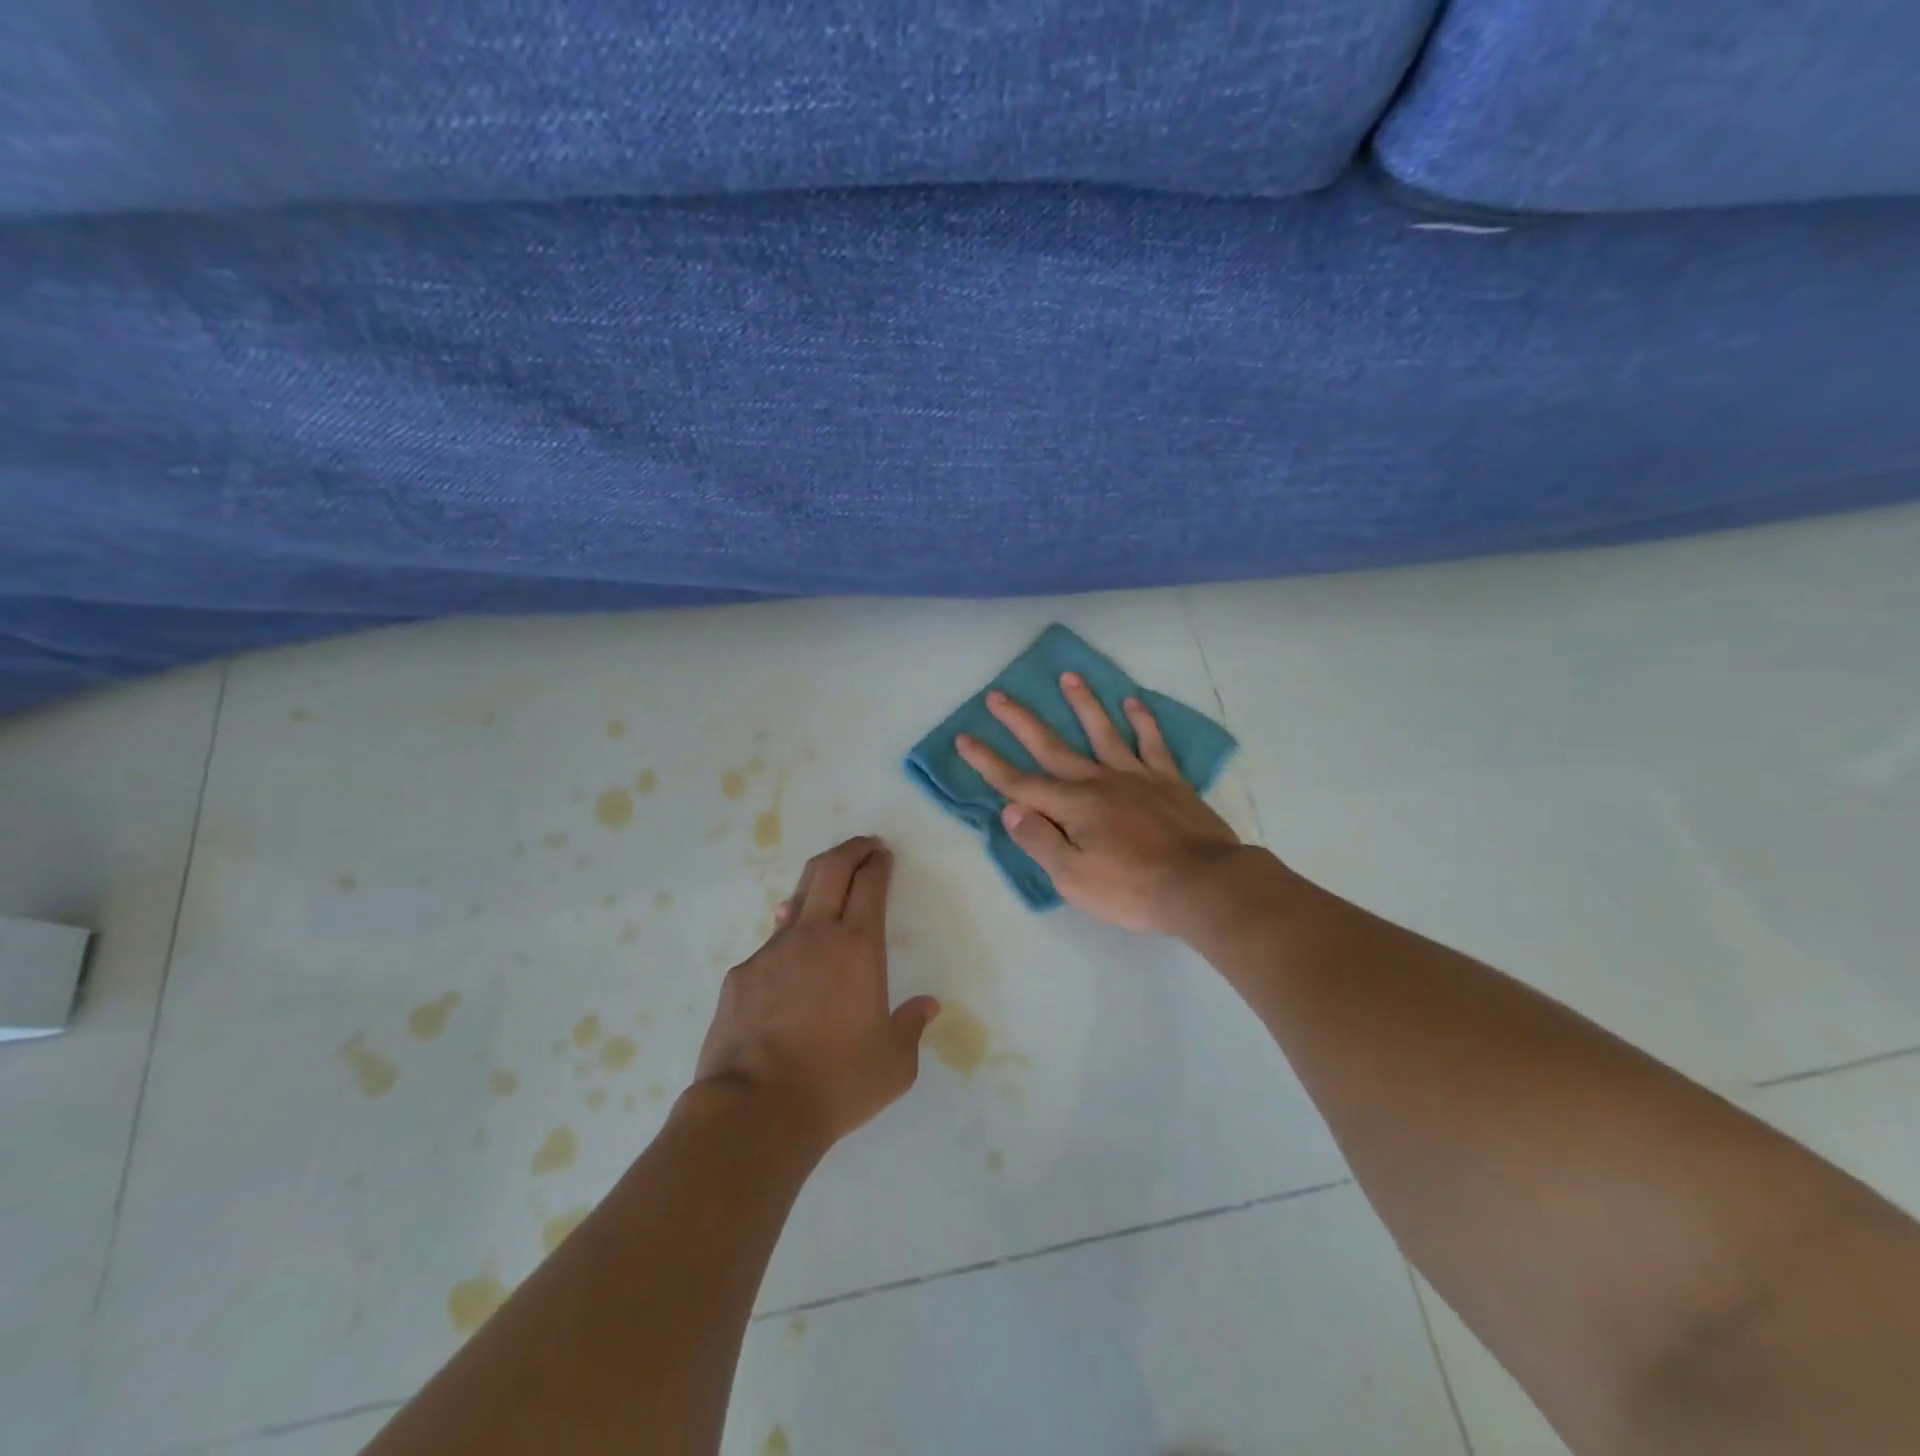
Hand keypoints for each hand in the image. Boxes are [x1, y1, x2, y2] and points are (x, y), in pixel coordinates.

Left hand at [692, 837, 940, 1147]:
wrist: (755, 1110)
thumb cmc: (836, 1083)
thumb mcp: (894, 1064)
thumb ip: (911, 1027)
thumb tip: (927, 1006)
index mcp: (858, 948)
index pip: (870, 884)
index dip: (879, 863)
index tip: (884, 855)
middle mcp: (815, 936)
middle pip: (830, 869)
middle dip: (850, 849)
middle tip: (864, 846)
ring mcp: (772, 951)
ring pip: (797, 900)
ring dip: (818, 887)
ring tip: (829, 891)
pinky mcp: (741, 975)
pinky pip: (771, 943)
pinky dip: (788, 937)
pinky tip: (792, 961)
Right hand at [955, 673, 1242, 934]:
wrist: (1203, 886)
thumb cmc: (1133, 890)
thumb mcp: (1073, 878)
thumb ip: (1039, 841)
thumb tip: (1010, 809)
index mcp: (1072, 806)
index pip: (1018, 783)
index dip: (988, 762)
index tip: (964, 738)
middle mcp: (1098, 781)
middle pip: (1052, 746)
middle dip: (1021, 721)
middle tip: (998, 695)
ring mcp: (1136, 776)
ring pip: (1103, 731)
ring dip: (1083, 703)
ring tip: (1069, 675)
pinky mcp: (1169, 780)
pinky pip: (1152, 743)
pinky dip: (1142, 721)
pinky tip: (1133, 702)